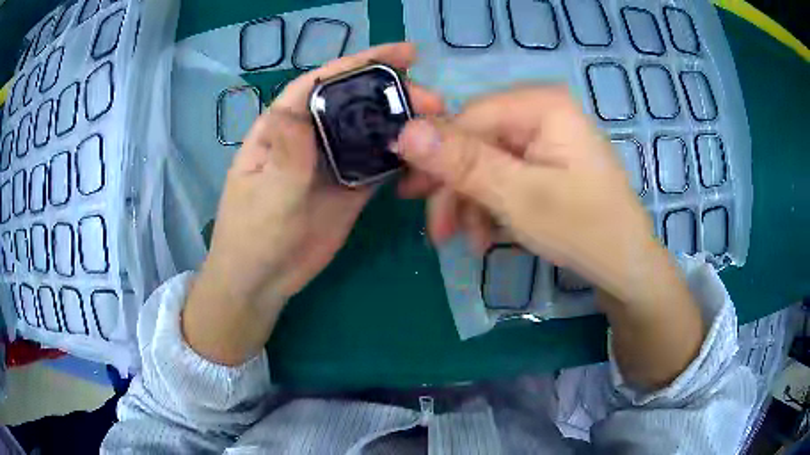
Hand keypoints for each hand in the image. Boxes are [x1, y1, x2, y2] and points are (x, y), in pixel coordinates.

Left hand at [183, 43, 443, 364]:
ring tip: (439, 120)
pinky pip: (378, 163)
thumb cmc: (251, 236)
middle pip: (353, 101)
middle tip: (433, 99)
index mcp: (282, 126)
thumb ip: (286, 153)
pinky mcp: (350, 187)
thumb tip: (297, 105)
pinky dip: (400, 156)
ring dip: (402, 122)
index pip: (321, 83)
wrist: (262, 281)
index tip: (403, 54)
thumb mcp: (266, 195)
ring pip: (370, 130)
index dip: (359, 63)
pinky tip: (425, 152)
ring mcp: (333, 161)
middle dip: (392, 92)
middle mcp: (310, 136)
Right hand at [396, 87, 702, 387]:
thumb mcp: (518, 197)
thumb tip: (404, 130)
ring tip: (465, 242)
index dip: (435, 154)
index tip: (410, 195)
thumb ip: (462, 162)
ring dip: (471, 203)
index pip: (467, 117)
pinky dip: (490, 206)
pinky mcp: (546, 162)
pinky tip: (486, 236)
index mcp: (541, 105)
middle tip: (436, 229)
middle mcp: (541, 112)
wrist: (626, 268)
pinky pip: (505, 176)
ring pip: (486, 163)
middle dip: (454, 187)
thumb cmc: (582, 230)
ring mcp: (545, 138)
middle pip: (476, 141)